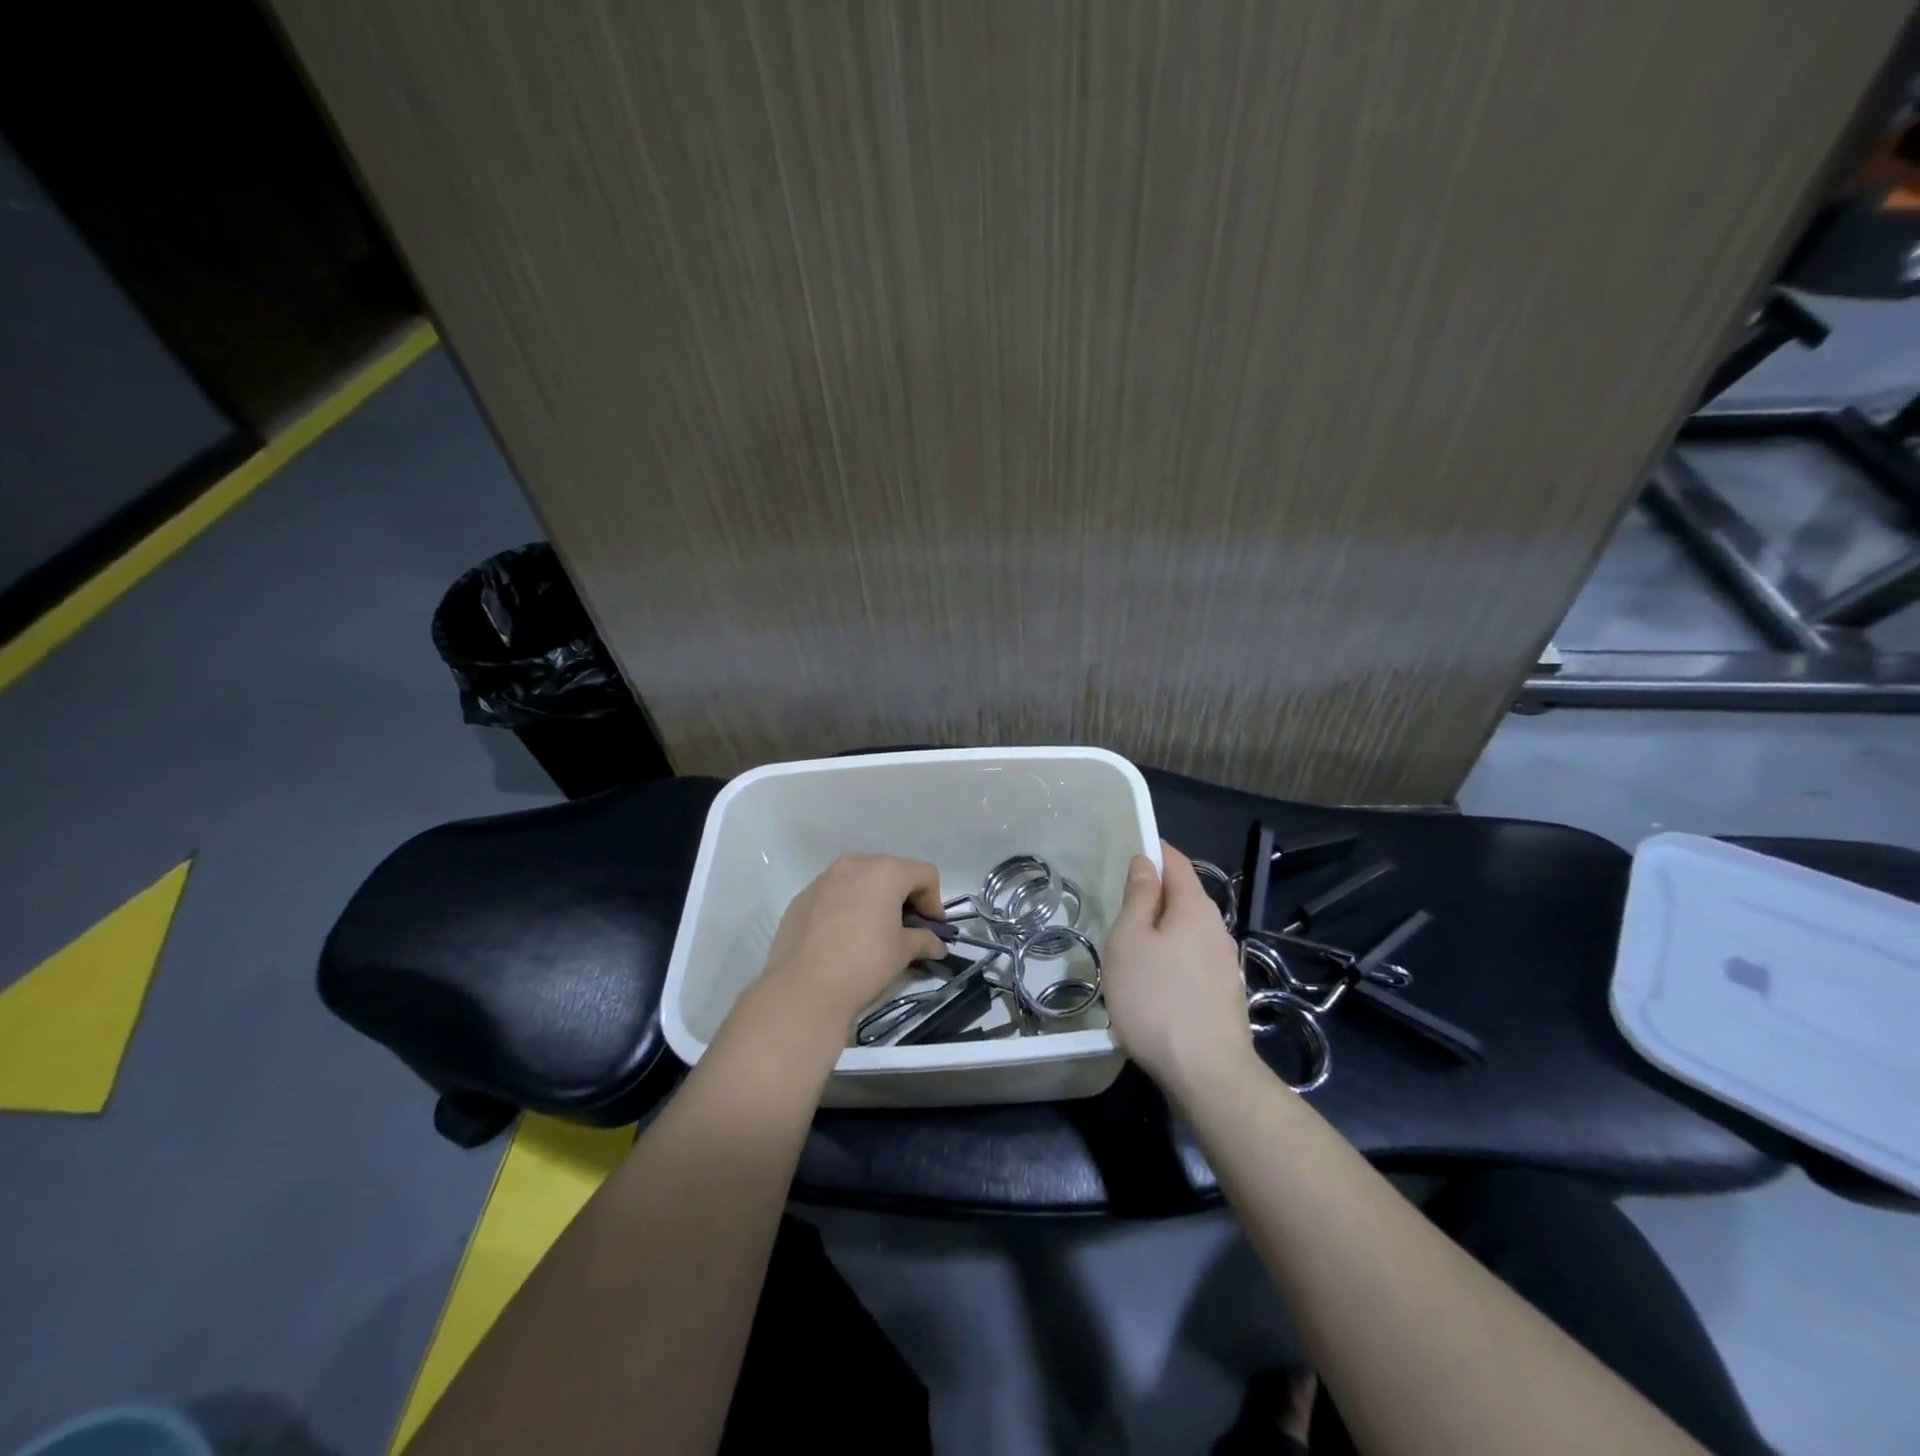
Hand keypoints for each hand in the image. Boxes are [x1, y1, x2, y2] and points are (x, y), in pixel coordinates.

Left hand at [756, 853, 947, 1034]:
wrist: (804, 988)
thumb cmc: (864, 963)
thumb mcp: (902, 952)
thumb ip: (923, 940)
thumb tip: (936, 945)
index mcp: (885, 871)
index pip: (924, 874)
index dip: (934, 901)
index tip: (931, 929)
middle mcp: (855, 864)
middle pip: (891, 871)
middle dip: (903, 897)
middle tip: (905, 929)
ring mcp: (824, 878)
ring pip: (859, 880)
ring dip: (873, 899)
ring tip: (872, 931)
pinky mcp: (802, 897)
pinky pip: (834, 894)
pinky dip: (846, 907)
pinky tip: (842, 937)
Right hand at [1102, 842, 1253, 1095]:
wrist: (1206, 1074)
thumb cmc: (1156, 998)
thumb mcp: (1130, 941)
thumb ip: (1138, 898)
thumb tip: (1145, 862)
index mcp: (1195, 908)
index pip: (1176, 863)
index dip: (1154, 852)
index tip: (1129, 851)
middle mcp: (1217, 930)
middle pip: (1183, 898)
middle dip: (1154, 896)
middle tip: (1118, 908)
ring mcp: (1225, 965)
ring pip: (1187, 933)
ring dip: (1161, 932)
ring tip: (1130, 949)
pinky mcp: (1224, 995)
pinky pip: (1192, 961)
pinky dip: (1171, 959)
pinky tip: (1153, 983)